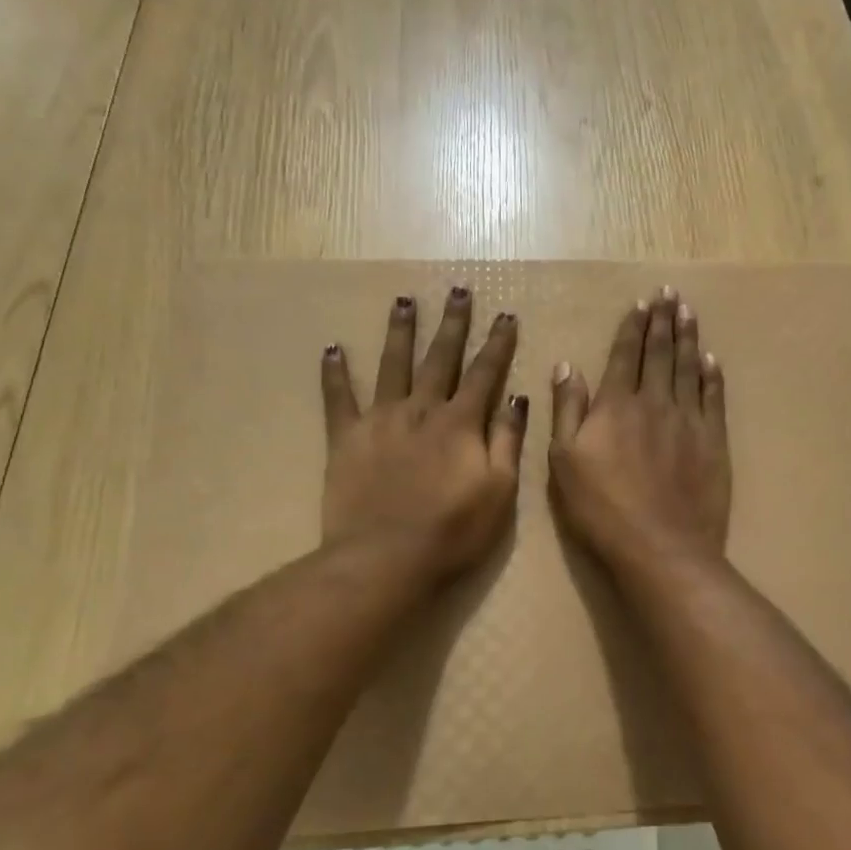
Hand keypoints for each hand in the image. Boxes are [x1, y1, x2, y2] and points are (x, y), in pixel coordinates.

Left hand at [320, 286, 527, 582]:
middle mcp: (421, 409)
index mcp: (460, 422)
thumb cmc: (452, 531)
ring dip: (400, 331)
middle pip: (439, 357)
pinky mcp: (346, 438)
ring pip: (392, 365)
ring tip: (403, 301)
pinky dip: (335, 373)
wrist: (385, 559)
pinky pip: (338, 399)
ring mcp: (381, 420)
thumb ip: (508, 441)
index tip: (506, 315)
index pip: (484, 373)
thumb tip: (518, 398)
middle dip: (452, 323)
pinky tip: (332, 348)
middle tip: (458, 290)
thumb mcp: (499, 491)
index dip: (497, 343)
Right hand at [549, 285, 729, 579]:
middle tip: (669, 293)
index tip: (641, 303)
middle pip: (660, 353)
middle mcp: (654, 402)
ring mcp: (688, 420)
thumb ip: (567, 409)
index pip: (625, 355)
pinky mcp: (713, 441)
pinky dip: (711, 375)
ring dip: (688, 337)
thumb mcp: (564, 461)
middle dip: (663, 320)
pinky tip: (710, 359)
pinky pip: (713, 397)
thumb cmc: (601, 508)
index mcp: (616, 405)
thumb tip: (568, 365)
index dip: (633, 327)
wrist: (661, 547)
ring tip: (688, 312)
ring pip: (688, 367)